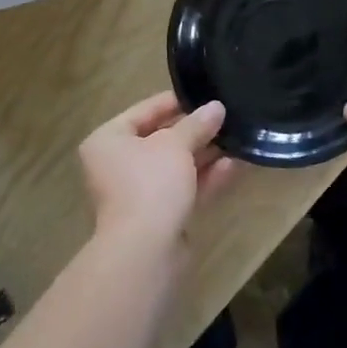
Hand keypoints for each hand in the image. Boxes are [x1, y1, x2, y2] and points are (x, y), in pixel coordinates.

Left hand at [80, 93, 236, 253]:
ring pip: (176, 166)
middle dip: (195, 130)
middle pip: (161, 139)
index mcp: (108, 140)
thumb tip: (216, 107)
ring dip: (206, 154)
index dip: (175, 102)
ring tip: (238, 137)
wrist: (145, 252)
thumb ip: (196, 124)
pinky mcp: (160, 217)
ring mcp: (139, 193)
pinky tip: (236, 164)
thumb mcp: (175, 145)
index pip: (143, 111)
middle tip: (226, 116)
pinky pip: (184, 189)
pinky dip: (206, 177)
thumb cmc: (150, 183)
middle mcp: (118, 165)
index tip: (204, 95)